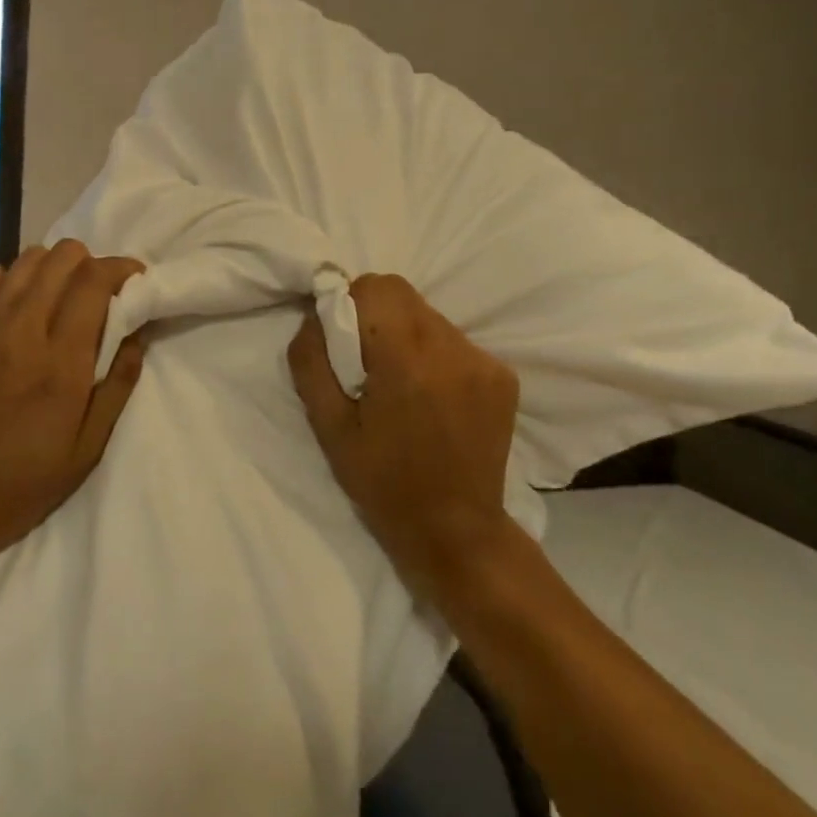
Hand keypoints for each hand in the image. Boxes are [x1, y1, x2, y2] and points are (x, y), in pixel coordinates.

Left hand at [0, 241, 146, 598]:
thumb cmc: (14, 489)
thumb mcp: (84, 452)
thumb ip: (116, 387)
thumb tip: (138, 335)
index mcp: (60, 364)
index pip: (95, 281)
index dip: (122, 269)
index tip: (135, 280)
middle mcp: (20, 331)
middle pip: (62, 257)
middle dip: (91, 263)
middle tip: (98, 292)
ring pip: (25, 259)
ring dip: (52, 268)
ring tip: (58, 297)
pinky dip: (9, 279)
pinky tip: (12, 306)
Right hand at [287, 273, 519, 593]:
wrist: (454, 529)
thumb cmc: (382, 482)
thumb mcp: (329, 426)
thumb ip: (312, 361)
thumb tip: (313, 316)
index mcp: (406, 361)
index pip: (377, 287)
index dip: (350, 303)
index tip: (343, 342)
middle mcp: (453, 350)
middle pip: (403, 295)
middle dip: (375, 316)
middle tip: (366, 365)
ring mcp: (485, 362)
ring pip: (429, 316)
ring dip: (406, 335)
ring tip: (400, 385)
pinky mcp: (503, 376)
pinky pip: (455, 341)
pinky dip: (434, 355)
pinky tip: (431, 398)